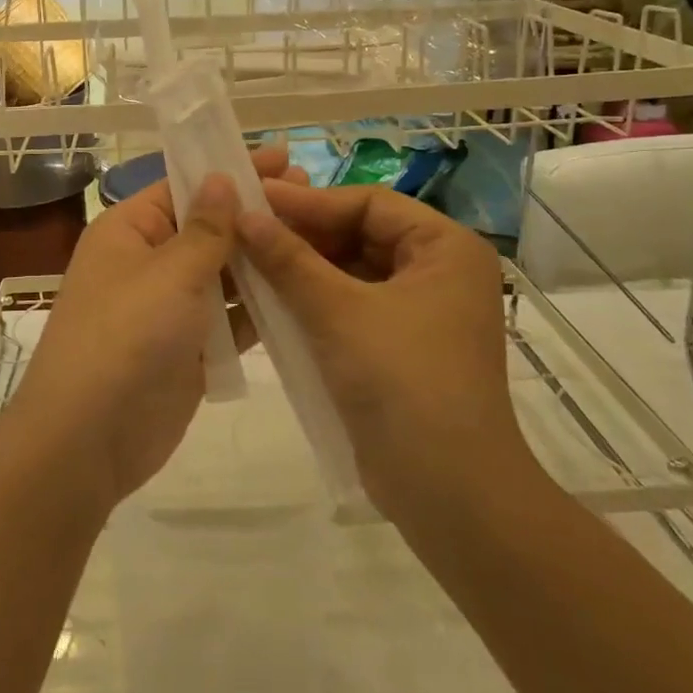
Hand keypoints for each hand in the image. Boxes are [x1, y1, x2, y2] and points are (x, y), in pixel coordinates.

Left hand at [1, 146, 306, 515]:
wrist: (89, 438)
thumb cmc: (126, 336)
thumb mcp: (170, 272)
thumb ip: (205, 228)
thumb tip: (220, 176)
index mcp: (129, 230)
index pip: (184, 186)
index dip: (231, 170)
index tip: (284, 159)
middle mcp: (147, 262)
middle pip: (207, 228)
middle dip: (254, 214)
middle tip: (312, 195)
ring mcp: (168, 308)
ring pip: (222, 274)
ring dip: (262, 261)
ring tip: (319, 239)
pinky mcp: (189, 349)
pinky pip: (229, 319)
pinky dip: (259, 309)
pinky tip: (301, 293)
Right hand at [235, 181, 523, 519]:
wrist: (449, 492)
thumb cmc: (402, 381)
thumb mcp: (338, 311)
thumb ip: (288, 259)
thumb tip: (243, 213)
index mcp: (444, 248)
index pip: (369, 203)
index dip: (309, 201)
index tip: (253, 199)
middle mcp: (439, 272)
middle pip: (360, 235)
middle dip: (303, 235)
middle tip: (245, 231)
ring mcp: (420, 312)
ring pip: (351, 273)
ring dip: (302, 269)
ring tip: (248, 262)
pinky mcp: (400, 347)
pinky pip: (351, 307)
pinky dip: (313, 302)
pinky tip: (270, 301)